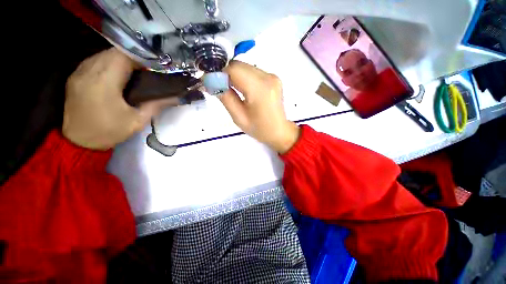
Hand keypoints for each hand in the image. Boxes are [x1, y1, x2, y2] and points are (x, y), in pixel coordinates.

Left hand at [63, 48, 177, 149]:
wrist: (77, 142)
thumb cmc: (109, 132)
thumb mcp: (138, 121)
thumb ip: (156, 105)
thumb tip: (177, 97)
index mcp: (104, 82)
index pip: (124, 56)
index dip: (142, 59)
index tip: (154, 68)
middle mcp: (89, 71)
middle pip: (114, 52)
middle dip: (134, 58)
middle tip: (147, 71)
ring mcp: (79, 71)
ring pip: (105, 54)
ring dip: (122, 59)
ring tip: (135, 72)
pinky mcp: (75, 75)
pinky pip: (96, 60)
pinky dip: (109, 63)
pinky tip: (118, 74)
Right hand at [219, 61, 299, 153]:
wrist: (279, 131)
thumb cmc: (259, 129)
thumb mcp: (238, 117)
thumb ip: (225, 97)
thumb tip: (210, 81)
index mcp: (259, 89)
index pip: (234, 69)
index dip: (219, 73)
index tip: (211, 83)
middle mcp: (268, 77)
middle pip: (239, 65)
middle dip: (226, 74)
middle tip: (220, 88)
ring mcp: (272, 76)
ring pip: (245, 67)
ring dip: (235, 76)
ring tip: (232, 91)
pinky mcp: (273, 78)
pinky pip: (253, 72)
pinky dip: (244, 78)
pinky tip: (243, 90)